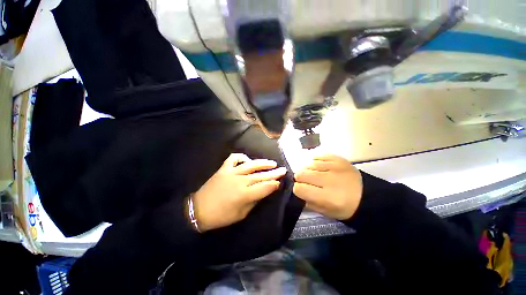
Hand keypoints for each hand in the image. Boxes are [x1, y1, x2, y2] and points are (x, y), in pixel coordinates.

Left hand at [192, 153, 286, 231]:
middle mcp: (240, 181)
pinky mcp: (223, 169)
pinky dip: (241, 157)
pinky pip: (234, 159)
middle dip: (274, 173)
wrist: (198, 210)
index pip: (265, 187)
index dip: (274, 184)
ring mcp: (231, 172)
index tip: (280, 182)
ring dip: (263, 163)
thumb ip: (254, 201)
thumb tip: (264, 191)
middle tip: (283, 169)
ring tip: (272, 163)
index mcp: (245, 194)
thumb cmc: (221, 217)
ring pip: (251, 165)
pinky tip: (247, 161)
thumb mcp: (241, 214)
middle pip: (260, 175)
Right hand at [293, 154, 362, 219]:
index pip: (299, 188)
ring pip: (308, 165)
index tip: (302, 190)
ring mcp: (334, 167)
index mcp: (327, 198)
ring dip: (309, 171)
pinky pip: (318, 157)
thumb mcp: (325, 212)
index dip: (298, 189)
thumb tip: (296, 191)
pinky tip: (321, 168)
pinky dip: (316, 163)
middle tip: (308, 182)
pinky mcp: (338, 159)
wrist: (367, 195)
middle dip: (301, 179)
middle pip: (301, 174)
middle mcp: (329, 180)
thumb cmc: (345, 207)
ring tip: (317, 176)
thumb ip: (308, 202)